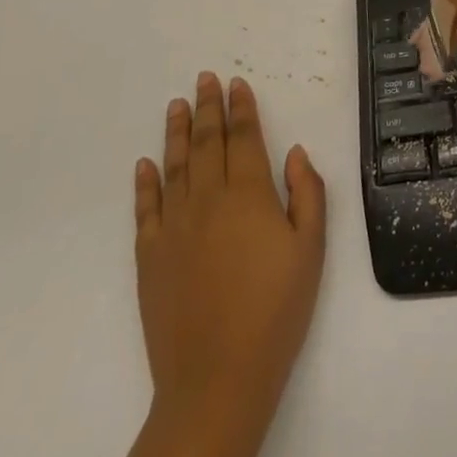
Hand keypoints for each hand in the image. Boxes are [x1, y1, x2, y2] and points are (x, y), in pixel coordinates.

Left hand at [133, 75, 325, 430]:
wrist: (217, 378)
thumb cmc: (276, 310)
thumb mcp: (311, 249)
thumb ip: (307, 193)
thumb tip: (294, 152)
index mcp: (248, 195)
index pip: (243, 137)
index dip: (241, 107)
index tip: (237, 83)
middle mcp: (207, 200)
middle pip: (207, 142)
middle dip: (208, 107)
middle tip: (204, 79)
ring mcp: (173, 228)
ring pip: (174, 166)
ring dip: (177, 132)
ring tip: (177, 105)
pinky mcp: (149, 257)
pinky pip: (145, 209)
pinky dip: (144, 182)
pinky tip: (145, 164)